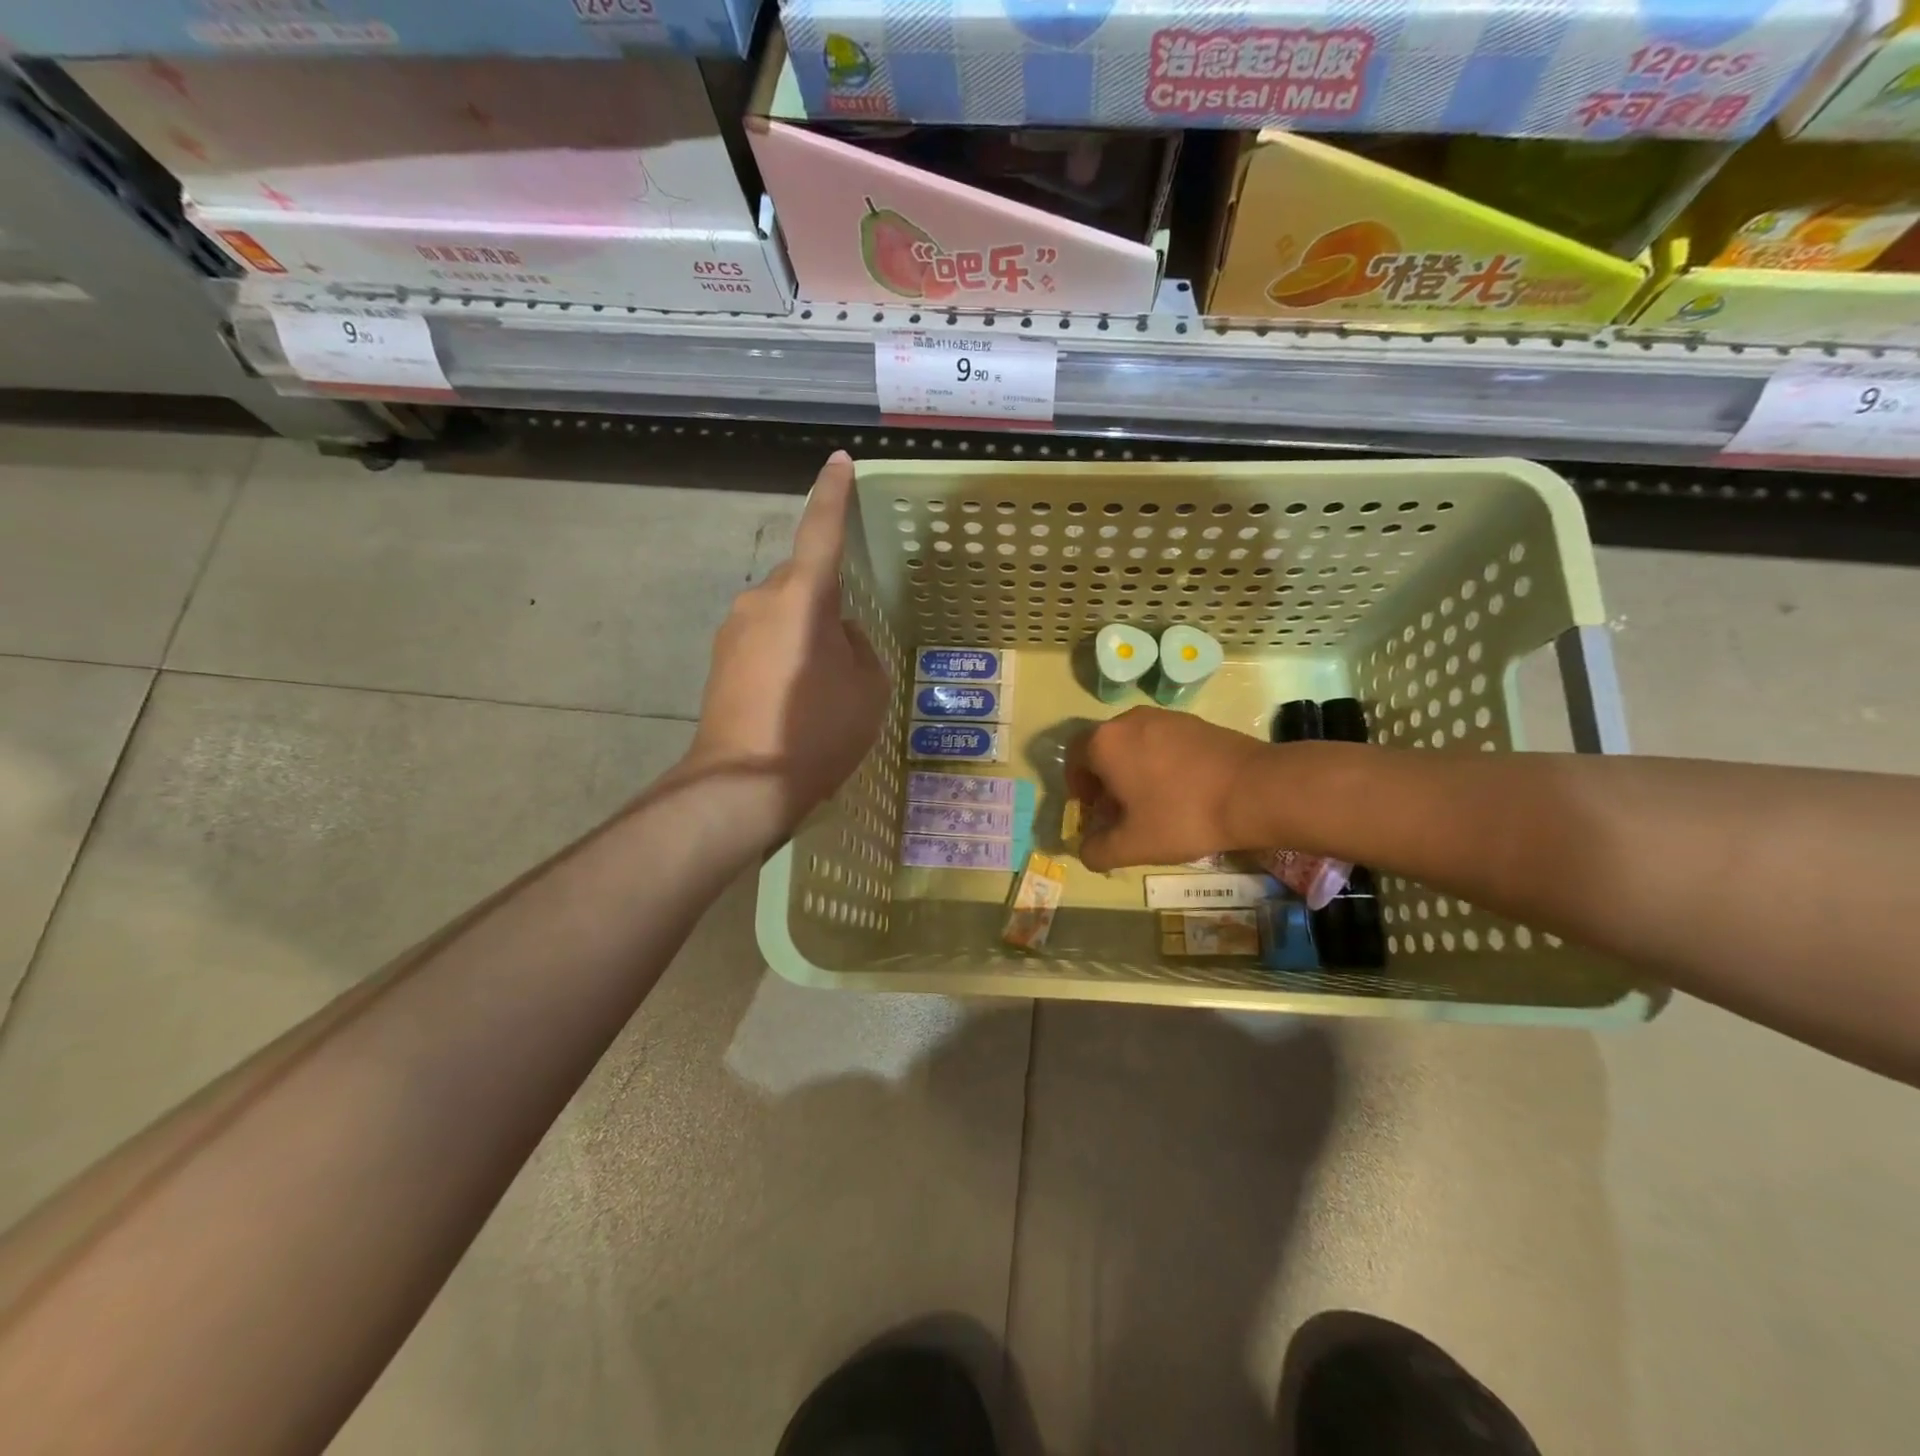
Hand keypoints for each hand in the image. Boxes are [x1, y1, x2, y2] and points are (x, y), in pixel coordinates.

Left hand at [687, 452, 888, 835]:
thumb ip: (859, 648)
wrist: (742, 783)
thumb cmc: (817, 731)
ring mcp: (733, 629)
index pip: (821, 530)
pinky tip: (796, 697)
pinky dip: (785, 653)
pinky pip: (764, 638)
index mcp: (802, 597)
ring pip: (782, 611)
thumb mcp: (868, 689)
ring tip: (823, 685)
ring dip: (805, 632)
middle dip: (826, 601)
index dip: (833, 494)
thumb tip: (838, 636)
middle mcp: (761, 600)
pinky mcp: (720, 659)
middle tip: (849, 650)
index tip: (840, 462)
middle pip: (802, 581)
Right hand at [1066, 707, 1268, 871]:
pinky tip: (1180, 790)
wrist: (1254, 790)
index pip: (1073, 758)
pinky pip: (1161, 741)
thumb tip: (1085, 851)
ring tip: (1151, 802)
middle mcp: (1128, 720)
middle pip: (1103, 748)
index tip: (1093, 810)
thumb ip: (1097, 852)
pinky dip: (1158, 761)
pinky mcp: (1193, 721)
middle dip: (1104, 780)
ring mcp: (1163, 717)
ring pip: (1133, 743)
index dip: (1077, 786)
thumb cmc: (1182, 816)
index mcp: (1105, 743)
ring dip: (1132, 770)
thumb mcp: (1133, 846)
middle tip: (1119, 811)